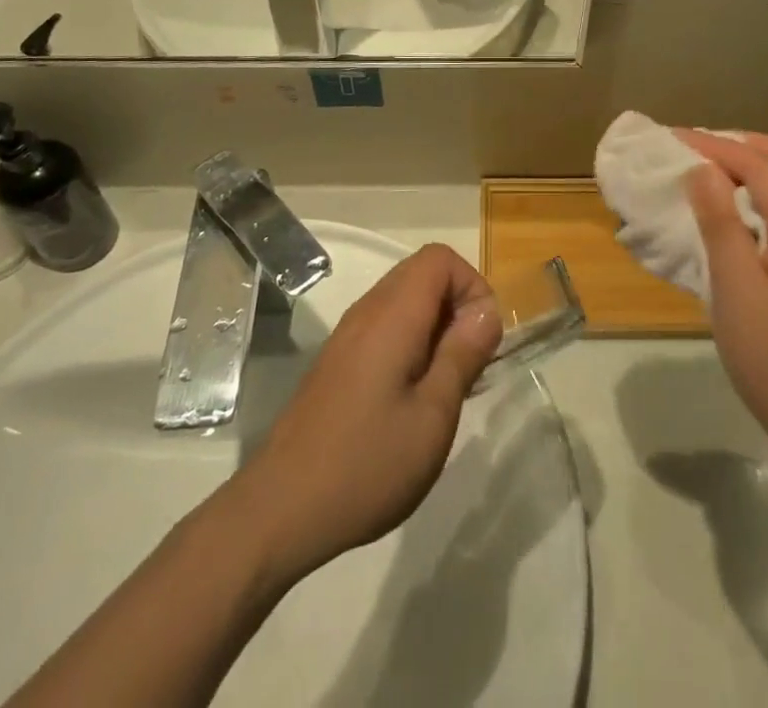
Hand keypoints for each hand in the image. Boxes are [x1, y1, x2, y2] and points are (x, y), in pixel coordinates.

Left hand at [234, 245, 503, 581]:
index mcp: (393, 314)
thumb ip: (463, 354)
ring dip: (435, 325)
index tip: (482, 338)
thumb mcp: (433, 415)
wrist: (280, 510)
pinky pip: (385, 325)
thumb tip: (487, 311)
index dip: (472, 285)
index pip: (440, 258)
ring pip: (404, 299)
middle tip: (469, 361)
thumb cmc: (367, 463)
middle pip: (422, 272)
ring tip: (444, 382)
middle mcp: (368, 310)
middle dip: (457, 305)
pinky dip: (411, 340)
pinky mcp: (338, 359)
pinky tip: (412, 396)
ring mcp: (348, 334)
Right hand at [680, 131, 767, 473]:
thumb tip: (702, 169)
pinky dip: (762, 191)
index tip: (670, 137)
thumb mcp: (739, 294)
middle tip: (692, 145)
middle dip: (739, 144)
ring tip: (707, 168)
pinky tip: (733, 208)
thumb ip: (720, 224)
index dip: (713, 146)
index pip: (759, 165)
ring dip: (753, 165)